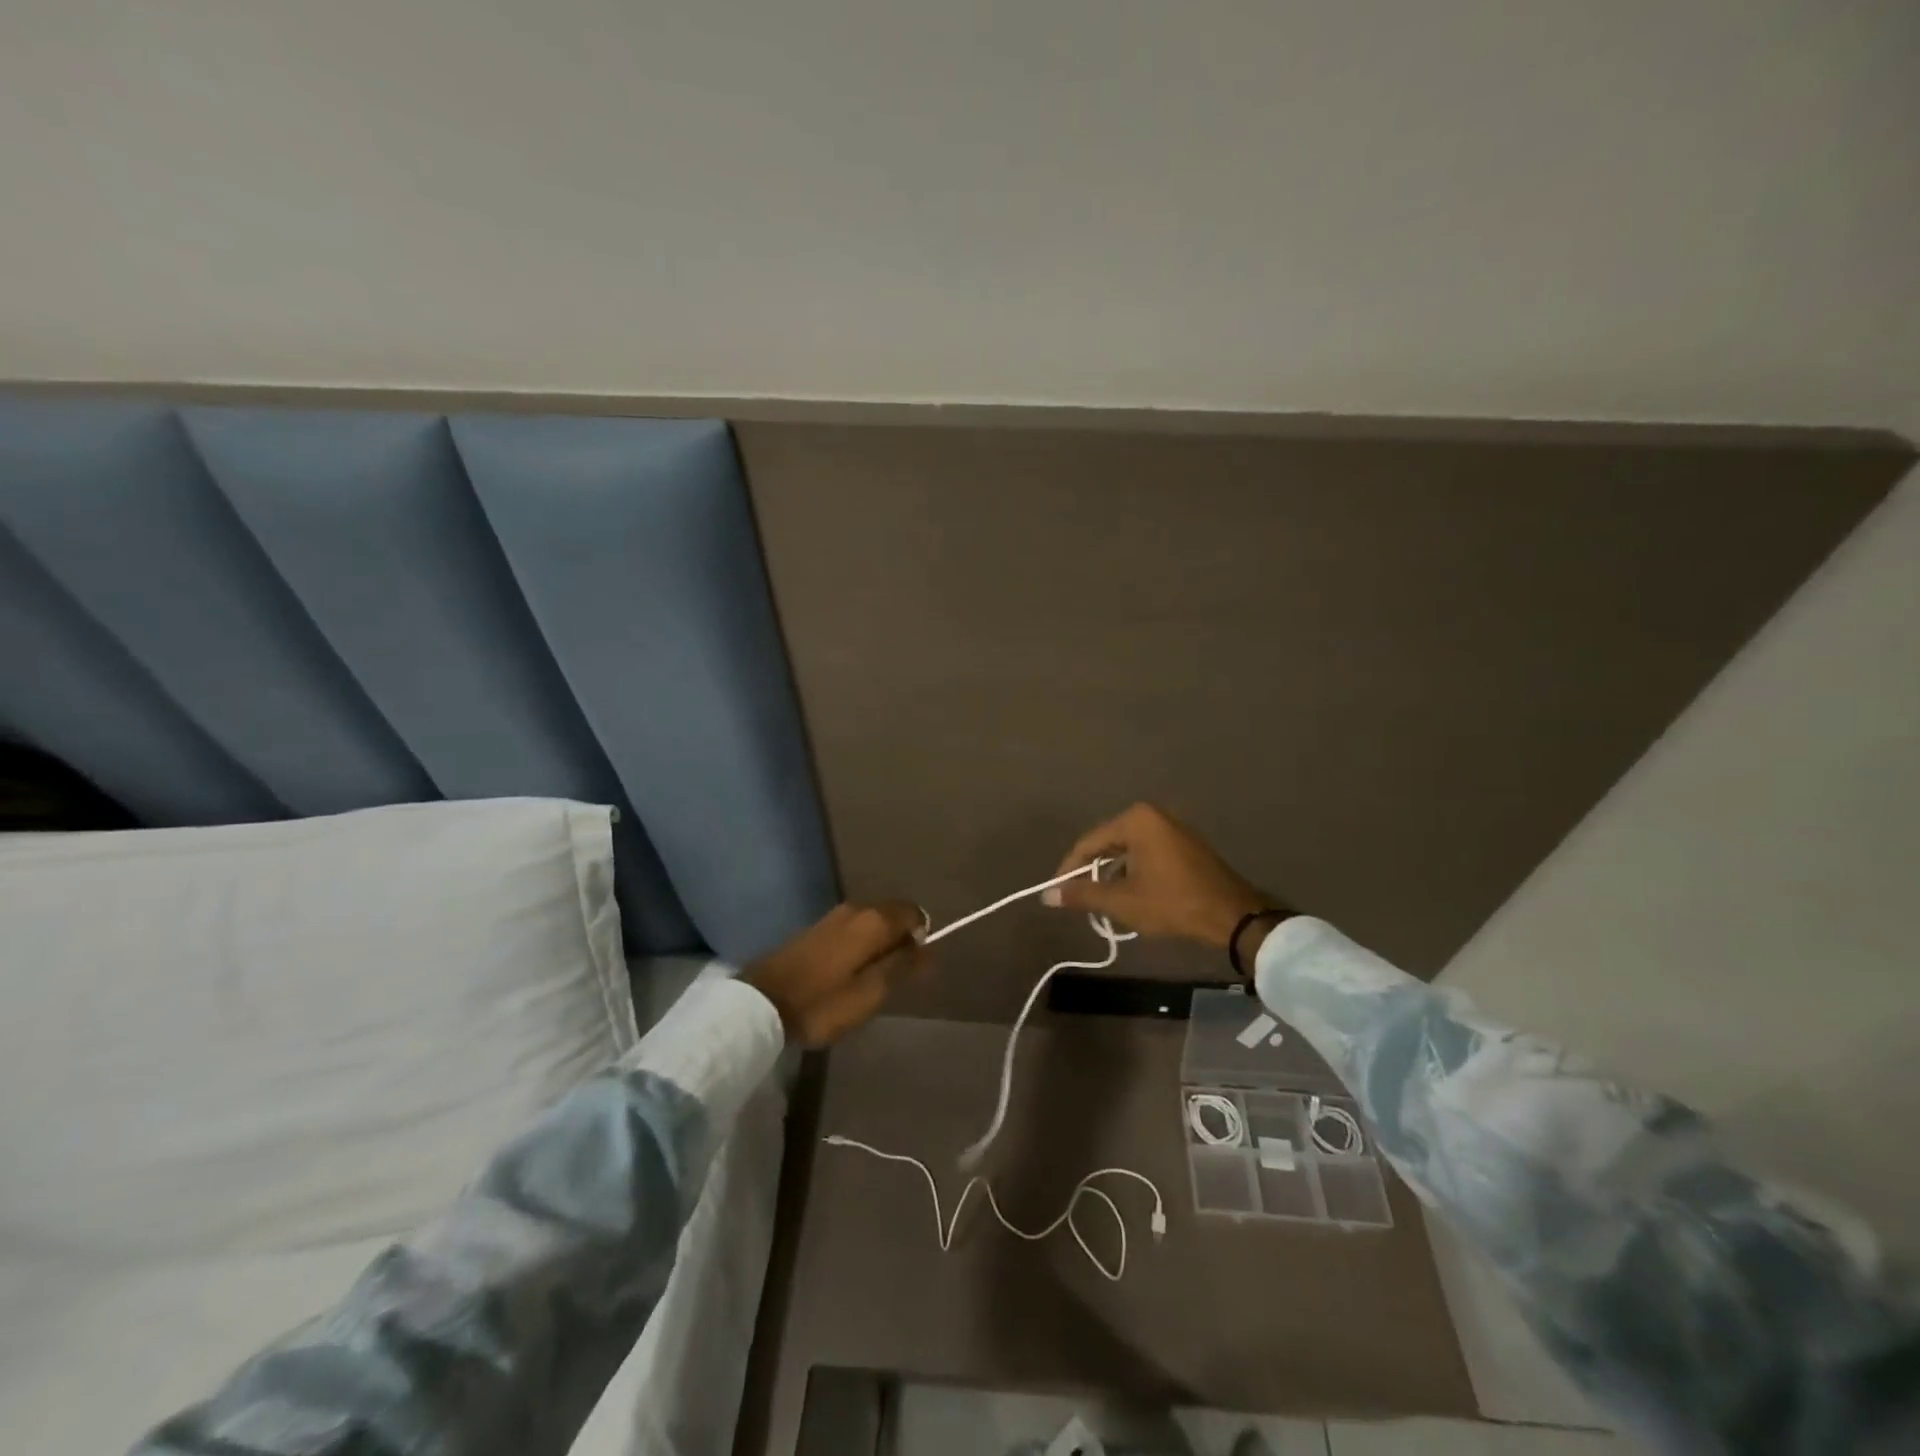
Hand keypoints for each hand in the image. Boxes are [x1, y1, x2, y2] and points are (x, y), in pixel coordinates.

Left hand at [743, 901, 928, 1047]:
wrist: (761, 1003)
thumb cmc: (822, 1002)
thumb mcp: (870, 993)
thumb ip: (902, 967)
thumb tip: (928, 949)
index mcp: (873, 920)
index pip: (913, 912)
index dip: (922, 936)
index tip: (915, 966)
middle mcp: (856, 908)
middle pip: (892, 915)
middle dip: (901, 940)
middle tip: (895, 977)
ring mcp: (833, 916)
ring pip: (871, 922)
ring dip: (879, 944)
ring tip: (873, 979)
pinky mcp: (816, 929)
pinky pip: (853, 929)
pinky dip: (861, 945)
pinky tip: (851, 972)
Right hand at [1044, 803, 1275, 949]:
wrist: (1233, 916)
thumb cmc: (1173, 903)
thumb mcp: (1122, 901)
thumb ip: (1082, 894)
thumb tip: (1047, 896)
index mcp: (1136, 820)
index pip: (1089, 843)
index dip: (1069, 869)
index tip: (1057, 894)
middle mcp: (1153, 815)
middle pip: (1108, 844)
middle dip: (1092, 872)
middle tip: (1079, 899)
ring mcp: (1172, 828)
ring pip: (1127, 850)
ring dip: (1112, 875)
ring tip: (1102, 902)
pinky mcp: (1184, 845)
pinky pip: (1146, 854)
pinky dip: (1133, 872)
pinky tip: (1130, 896)